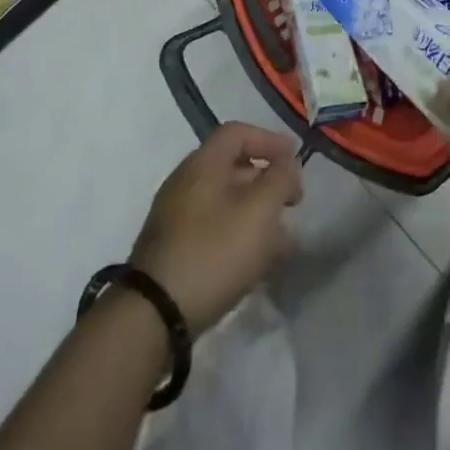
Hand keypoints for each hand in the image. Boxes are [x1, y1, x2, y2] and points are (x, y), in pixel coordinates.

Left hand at [129, 122, 303, 335]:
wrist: (154, 316)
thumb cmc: (213, 253)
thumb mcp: (259, 211)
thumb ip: (280, 180)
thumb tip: (288, 165)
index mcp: (202, 164)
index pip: (237, 133)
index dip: (269, 140)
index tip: (294, 159)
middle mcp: (185, 182)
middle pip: (232, 167)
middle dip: (268, 181)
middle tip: (294, 202)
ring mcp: (176, 217)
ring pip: (226, 202)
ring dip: (257, 213)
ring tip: (284, 240)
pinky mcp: (174, 250)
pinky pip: (214, 229)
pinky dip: (240, 235)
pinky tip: (259, 263)